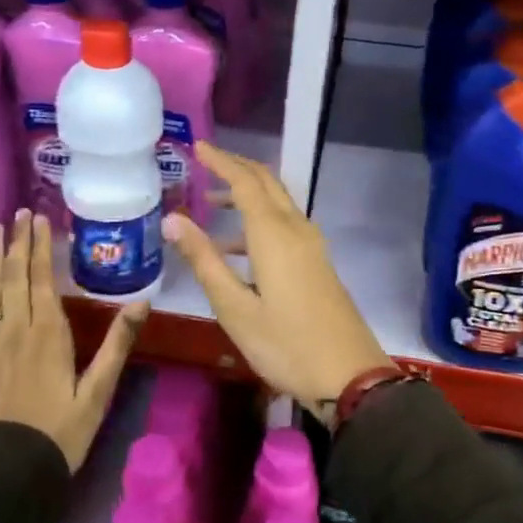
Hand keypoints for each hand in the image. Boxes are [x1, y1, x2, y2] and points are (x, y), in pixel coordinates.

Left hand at [0, 210, 148, 472]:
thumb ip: (117, 345)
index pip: (43, 279)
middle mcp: (15, 330)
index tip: (39, 220)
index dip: (40, 247)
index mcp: (49, 334)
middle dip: (18, 243)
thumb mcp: (97, 394)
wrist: (3, 477)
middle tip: (18, 214)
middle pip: (15, 277)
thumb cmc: (58, 435)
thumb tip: (142, 302)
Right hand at [163, 142, 391, 421]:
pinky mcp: (317, 263)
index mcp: (274, 234)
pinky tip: (235, 250)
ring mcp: (311, 246)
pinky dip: (258, 222)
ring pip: (277, 204)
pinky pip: (284, 225)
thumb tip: (173, 219)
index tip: (197, 147)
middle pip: (266, 184)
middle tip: (204, 162)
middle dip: (236, 168)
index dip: (220, 161)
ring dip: (246, 196)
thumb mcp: (234, 307)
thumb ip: (204, 260)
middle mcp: (296, 230)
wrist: (350, 375)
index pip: (244, 182)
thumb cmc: (285, 343)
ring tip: (210, 206)